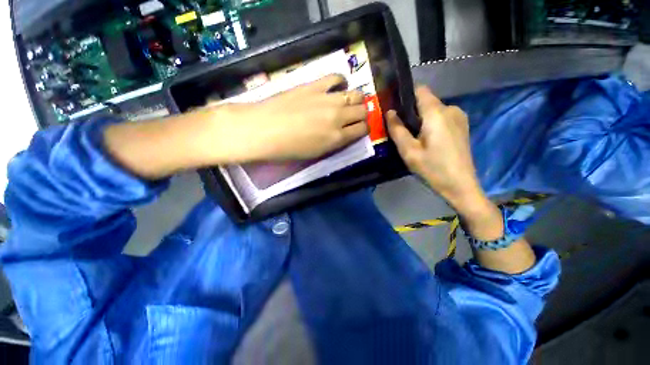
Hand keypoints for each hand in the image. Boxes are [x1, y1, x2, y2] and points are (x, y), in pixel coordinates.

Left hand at [224, 74, 368, 161]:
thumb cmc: (288, 148)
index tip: (359, 129)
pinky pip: (336, 77)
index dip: (364, 129)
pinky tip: (337, 86)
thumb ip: (335, 143)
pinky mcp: (315, 85)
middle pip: (363, 111)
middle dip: (362, 114)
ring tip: (348, 102)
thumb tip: (344, 133)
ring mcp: (327, 98)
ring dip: (356, 99)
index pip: (363, 130)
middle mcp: (338, 117)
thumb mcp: (316, 153)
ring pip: (356, 94)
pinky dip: (340, 81)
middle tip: (354, 116)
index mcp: (337, 138)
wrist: (263, 130)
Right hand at [386, 86, 482, 209]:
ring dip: (421, 120)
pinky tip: (427, 141)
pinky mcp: (461, 126)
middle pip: (426, 101)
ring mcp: (459, 117)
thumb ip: (397, 129)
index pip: (420, 90)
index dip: (405, 95)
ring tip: (413, 138)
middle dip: (411, 112)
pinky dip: (431, 124)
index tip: (395, 108)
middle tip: (401, 130)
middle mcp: (450, 109)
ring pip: (433, 110)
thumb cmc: (432, 168)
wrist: (461, 185)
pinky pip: (441, 118)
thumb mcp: (409, 151)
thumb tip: (389, 112)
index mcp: (437, 113)